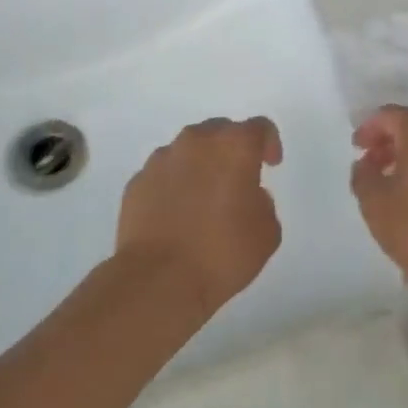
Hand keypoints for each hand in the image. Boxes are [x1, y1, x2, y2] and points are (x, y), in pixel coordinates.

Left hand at [116, 117, 283, 311]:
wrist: (158, 280)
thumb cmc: (222, 253)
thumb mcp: (267, 232)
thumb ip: (264, 203)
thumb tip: (248, 197)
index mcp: (234, 146)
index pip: (259, 128)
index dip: (269, 143)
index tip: (270, 165)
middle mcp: (197, 141)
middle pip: (221, 131)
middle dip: (232, 149)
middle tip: (237, 179)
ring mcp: (162, 159)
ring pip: (188, 150)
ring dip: (200, 165)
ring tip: (203, 198)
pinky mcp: (137, 181)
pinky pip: (163, 174)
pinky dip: (173, 185)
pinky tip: (176, 214)